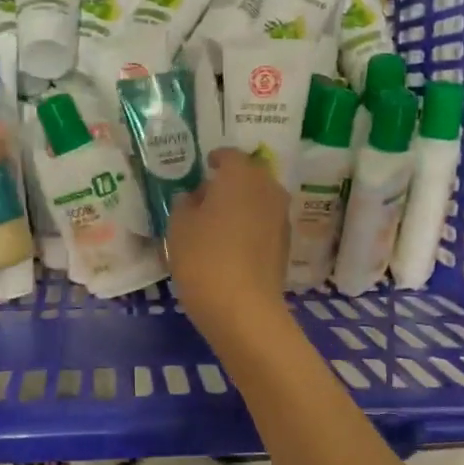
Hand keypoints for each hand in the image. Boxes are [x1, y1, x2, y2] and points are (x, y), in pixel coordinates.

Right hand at [167, 147, 292, 346]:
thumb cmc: (204, 257)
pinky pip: (264, 223)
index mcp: (241, 176)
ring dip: (241, 204)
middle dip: (230, 182)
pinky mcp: (285, 245)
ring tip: (216, 221)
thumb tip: (193, 197)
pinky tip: (231, 243)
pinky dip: (249, 225)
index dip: (215, 159)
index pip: (230, 156)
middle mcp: (268, 189)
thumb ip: (184, 203)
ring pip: (258, 200)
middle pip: (249, 177)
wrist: (243, 309)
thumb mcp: (178, 226)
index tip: (203, 166)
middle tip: (206, 195)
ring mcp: (281, 218)